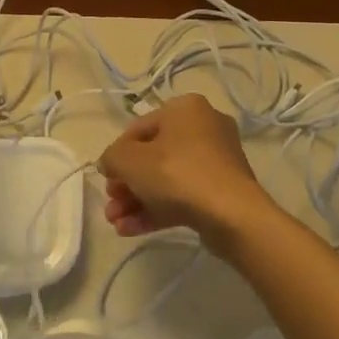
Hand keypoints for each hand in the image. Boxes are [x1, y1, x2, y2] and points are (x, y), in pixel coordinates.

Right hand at [99, 94, 273, 250]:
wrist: (232, 215)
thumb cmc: (178, 174)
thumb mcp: (131, 161)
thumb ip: (113, 157)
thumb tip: (111, 163)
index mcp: (185, 108)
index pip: (139, 128)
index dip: (117, 154)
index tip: (106, 179)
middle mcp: (204, 127)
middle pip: (153, 155)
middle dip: (127, 184)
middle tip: (111, 205)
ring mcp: (216, 160)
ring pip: (167, 178)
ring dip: (138, 200)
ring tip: (116, 223)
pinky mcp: (222, 190)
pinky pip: (183, 195)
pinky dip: (157, 209)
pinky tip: (131, 230)